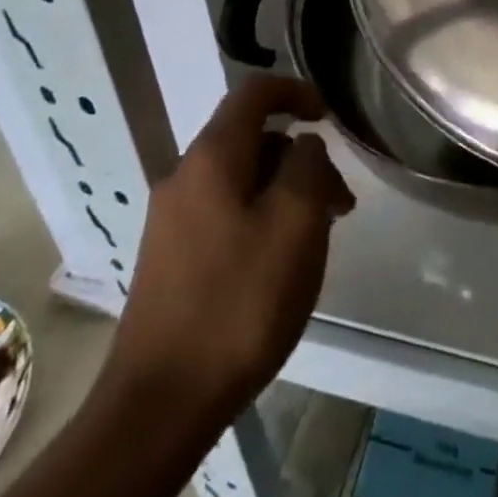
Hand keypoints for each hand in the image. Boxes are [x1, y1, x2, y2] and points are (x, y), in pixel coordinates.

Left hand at [95, 76, 354, 425]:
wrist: (160, 405)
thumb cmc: (239, 302)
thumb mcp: (295, 223)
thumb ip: (308, 166)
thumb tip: (304, 145)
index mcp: (212, 157)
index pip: (254, 93)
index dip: (295, 91)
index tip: (328, 115)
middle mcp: (184, 176)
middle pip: (250, 139)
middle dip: (299, 158)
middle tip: (338, 203)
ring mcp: (170, 219)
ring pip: (239, 179)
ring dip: (283, 192)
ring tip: (316, 239)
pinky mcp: (168, 258)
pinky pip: (223, 212)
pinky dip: (259, 217)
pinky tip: (278, 264)